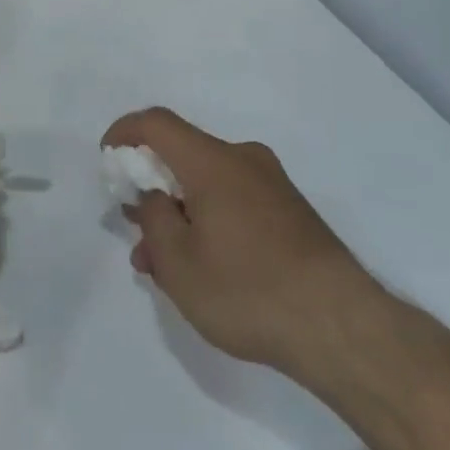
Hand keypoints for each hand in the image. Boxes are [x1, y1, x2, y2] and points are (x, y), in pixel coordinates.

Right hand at [104, 108, 381, 374]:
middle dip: (150, 186)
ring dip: (178, 212)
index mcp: (213, 161)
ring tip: (160, 263)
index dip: (124, 134)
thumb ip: (153, 219)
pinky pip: (233, 199)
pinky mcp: (290, 211)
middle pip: (182, 154)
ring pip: (207, 183)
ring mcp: (271, 185)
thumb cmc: (249, 290)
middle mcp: (244, 160)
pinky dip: (207, 220)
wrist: (342, 326)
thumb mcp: (179, 263)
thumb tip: (153, 197)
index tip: (106, 161)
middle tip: (132, 227)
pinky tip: (201, 266)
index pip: (157, 123)